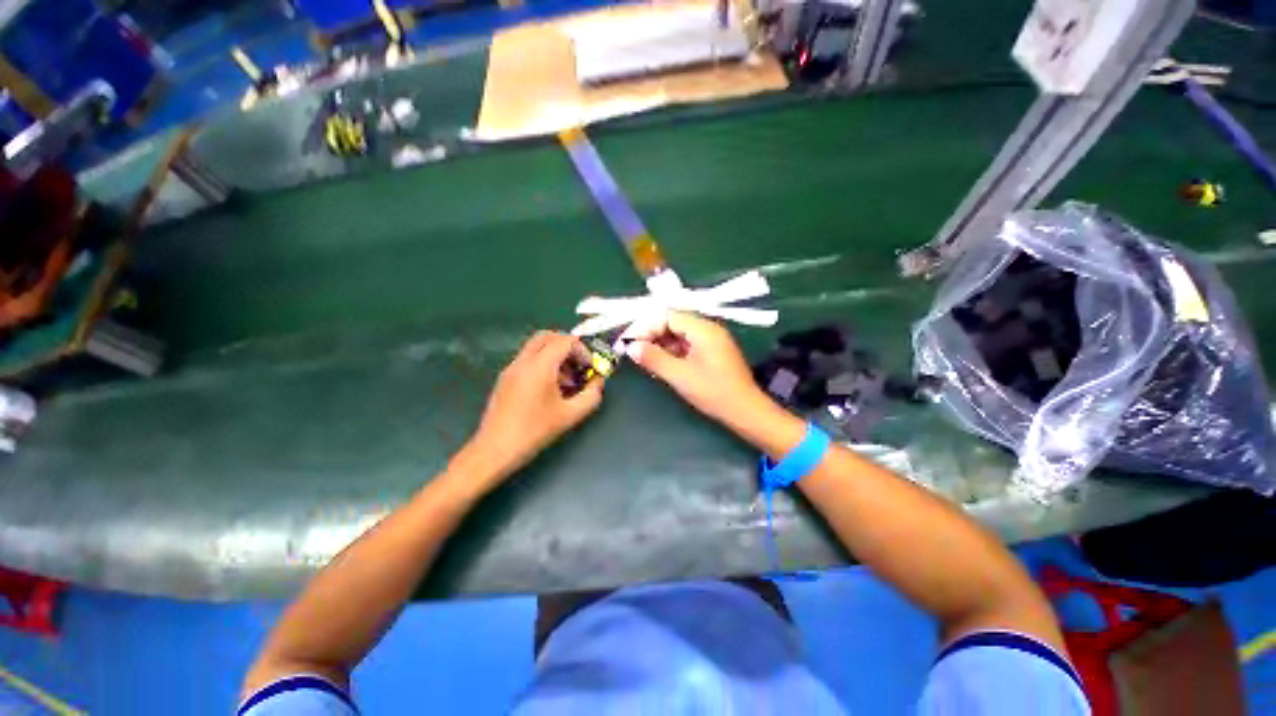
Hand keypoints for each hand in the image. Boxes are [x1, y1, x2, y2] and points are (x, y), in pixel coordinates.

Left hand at [465, 331, 604, 479]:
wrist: (494, 450)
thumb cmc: (534, 431)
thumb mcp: (570, 415)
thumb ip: (591, 396)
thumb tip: (598, 382)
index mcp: (539, 366)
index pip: (565, 341)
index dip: (582, 350)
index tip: (590, 368)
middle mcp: (523, 361)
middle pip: (548, 336)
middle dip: (568, 346)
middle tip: (579, 364)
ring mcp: (511, 368)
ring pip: (536, 347)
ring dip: (555, 354)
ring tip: (567, 379)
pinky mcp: (505, 378)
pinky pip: (528, 359)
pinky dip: (543, 363)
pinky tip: (550, 388)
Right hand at [625, 312, 770, 425]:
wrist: (745, 411)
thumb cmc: (714, 392)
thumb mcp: (680, 376)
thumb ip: (654, 359)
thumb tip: (631, 347)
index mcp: (703, 328)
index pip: (667, 316)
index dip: (645, 327)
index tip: (628, 342)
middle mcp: (707, 328)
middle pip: (672, 322)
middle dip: (650, 335)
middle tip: (632, 351)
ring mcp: (711, 340)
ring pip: (677, 334)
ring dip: (659, 344)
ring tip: (643, 359)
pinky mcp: (711, 352)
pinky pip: (686, 344)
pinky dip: (671, 352)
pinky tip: (660, 363)